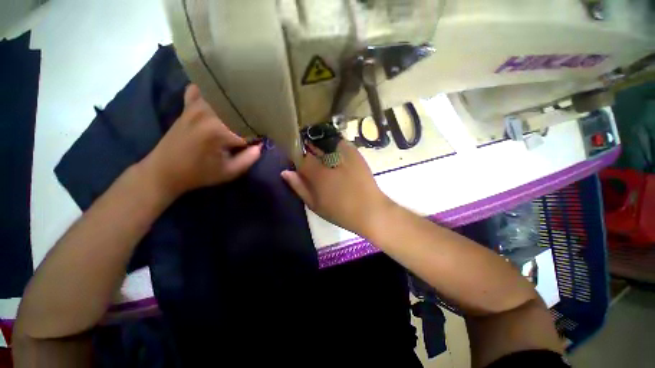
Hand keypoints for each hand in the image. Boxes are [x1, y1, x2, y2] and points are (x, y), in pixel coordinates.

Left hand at [140, 84, 260, 199]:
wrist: (163, 171)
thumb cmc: (198, 174)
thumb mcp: (229, 172)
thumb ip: (249, 158)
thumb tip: (260, 145)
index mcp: (219, 130)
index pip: (250, 128)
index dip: (259, 136)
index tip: (262, 142)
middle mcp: (208, 112)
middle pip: (239, 108)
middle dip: (251, 117)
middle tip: (256, 128)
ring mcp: (196, 106)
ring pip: (223, 96)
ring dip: (236, 104)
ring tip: (244, 113)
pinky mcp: (188, 106)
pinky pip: (201, 90)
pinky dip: (212, 93)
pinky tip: (219, 101)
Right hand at [281, 140, 393, 234]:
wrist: (370, 210)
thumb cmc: (340, 211)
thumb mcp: (315, 204)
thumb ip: (299, 186)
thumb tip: (285, 172)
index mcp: (317, 172)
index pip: (299, 157)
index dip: (297, 159)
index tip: (299, 166)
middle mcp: (328, 158)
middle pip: (311, 146)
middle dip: (308, 151)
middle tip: (313, 163)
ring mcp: (343, 152)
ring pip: (324, 141)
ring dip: (320, 146)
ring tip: (324, 159)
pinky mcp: (354, 152)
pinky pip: (338, 142)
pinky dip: (333, 145)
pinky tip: (335, 156)